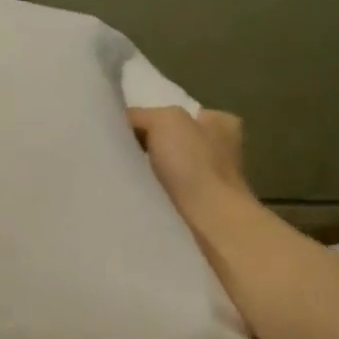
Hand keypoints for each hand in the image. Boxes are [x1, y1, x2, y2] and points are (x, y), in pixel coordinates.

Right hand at [128, 106, 261, 243]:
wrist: (208, 225)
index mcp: (221, 124)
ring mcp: (212, 184)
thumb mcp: (164, 120)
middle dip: (146, 147)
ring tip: (121, 176)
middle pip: (170, 142)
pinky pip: (165, 195)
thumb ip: (140, 115)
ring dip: (147, 174)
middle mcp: (221, 151)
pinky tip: (134, 196)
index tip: (123, 130)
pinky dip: (150, 195)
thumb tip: (119, 124)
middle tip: (118, 153)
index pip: (177, 113)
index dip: (149, 119)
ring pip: (167, 171)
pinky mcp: (200, 211)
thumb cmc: (193, 165)